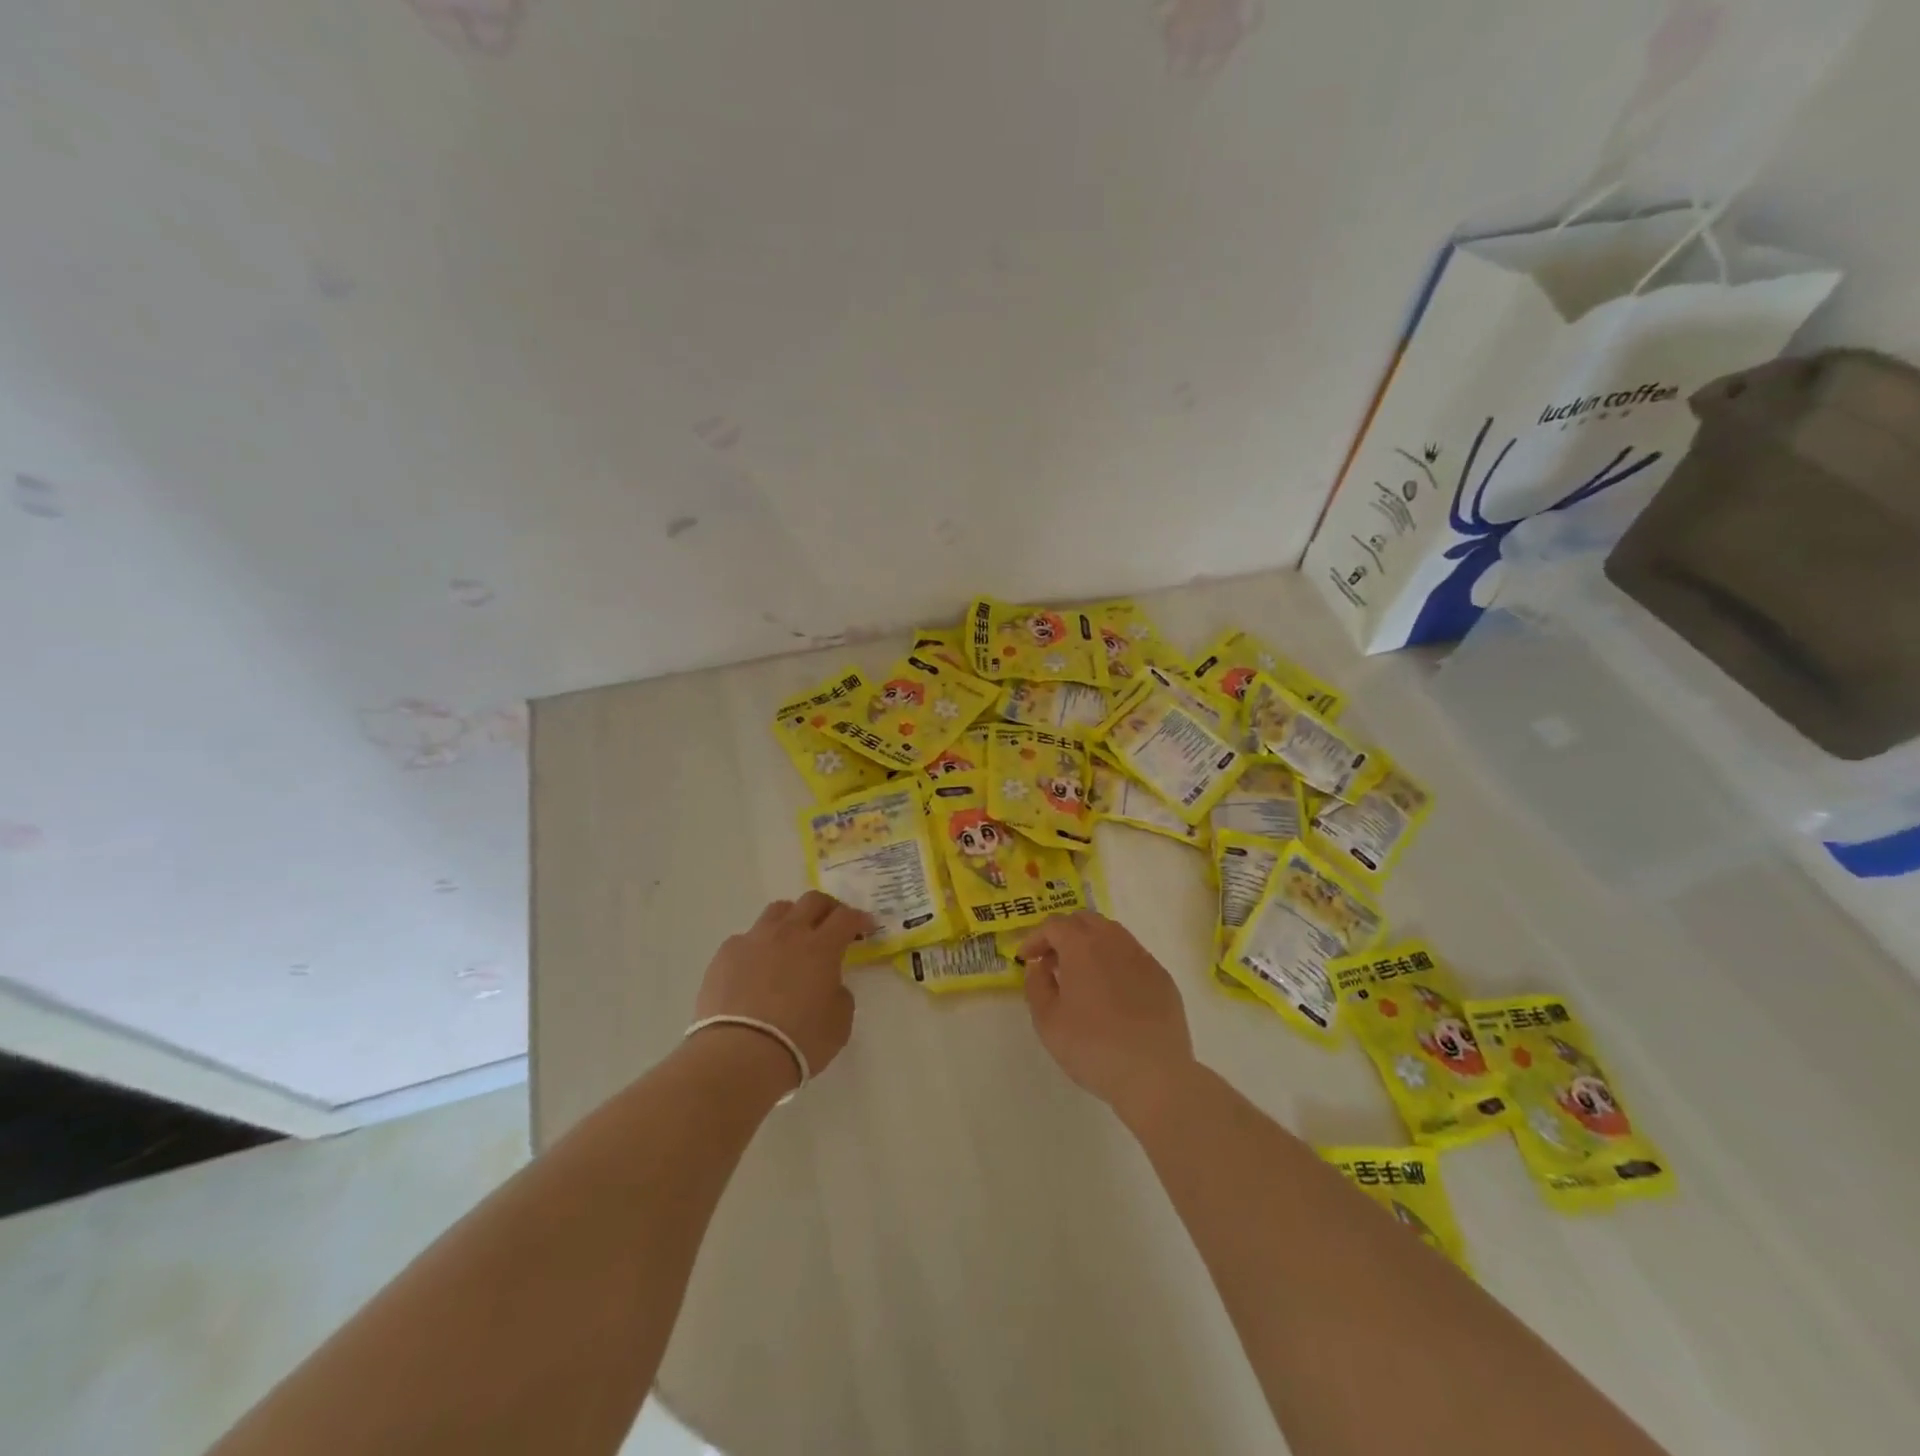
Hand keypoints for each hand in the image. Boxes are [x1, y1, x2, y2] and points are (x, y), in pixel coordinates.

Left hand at [694, 892, 870, 1085]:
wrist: (740, 1055)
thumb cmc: (799, 1041)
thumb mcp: (839, 1022)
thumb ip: (840, 993)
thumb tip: (829, 984)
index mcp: (821, 947)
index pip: (846, 916)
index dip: (859, 918)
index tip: (866, 927)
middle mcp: (789, 933)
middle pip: (812, 901)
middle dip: (828, 908)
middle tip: (833, 924)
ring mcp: (754, 940)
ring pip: (777, 911)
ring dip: (792, 918)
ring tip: (793, 938)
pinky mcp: (725, 954)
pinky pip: (747, 938)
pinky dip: (759, 946)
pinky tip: (756, 968)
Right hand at [1018, 911, 1195, 1117]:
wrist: (1154, 1074)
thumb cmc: (1092, 1047)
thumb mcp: (1047, 1021)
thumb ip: (1036, 986)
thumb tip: (1039, 966)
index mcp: (1082, 946)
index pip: (1054, 925)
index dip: (1035, 938)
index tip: (1026, 958)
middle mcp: (1114, 941)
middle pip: (1085, 921)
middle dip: (1064, 934)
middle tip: (1052, 961)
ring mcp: (1142, 957)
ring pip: (1111, 934)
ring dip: (1090, 944)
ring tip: (1081, 975)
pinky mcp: (1162, 977)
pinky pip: (1132, 956)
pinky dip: (1114, 962)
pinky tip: (1112, 992)